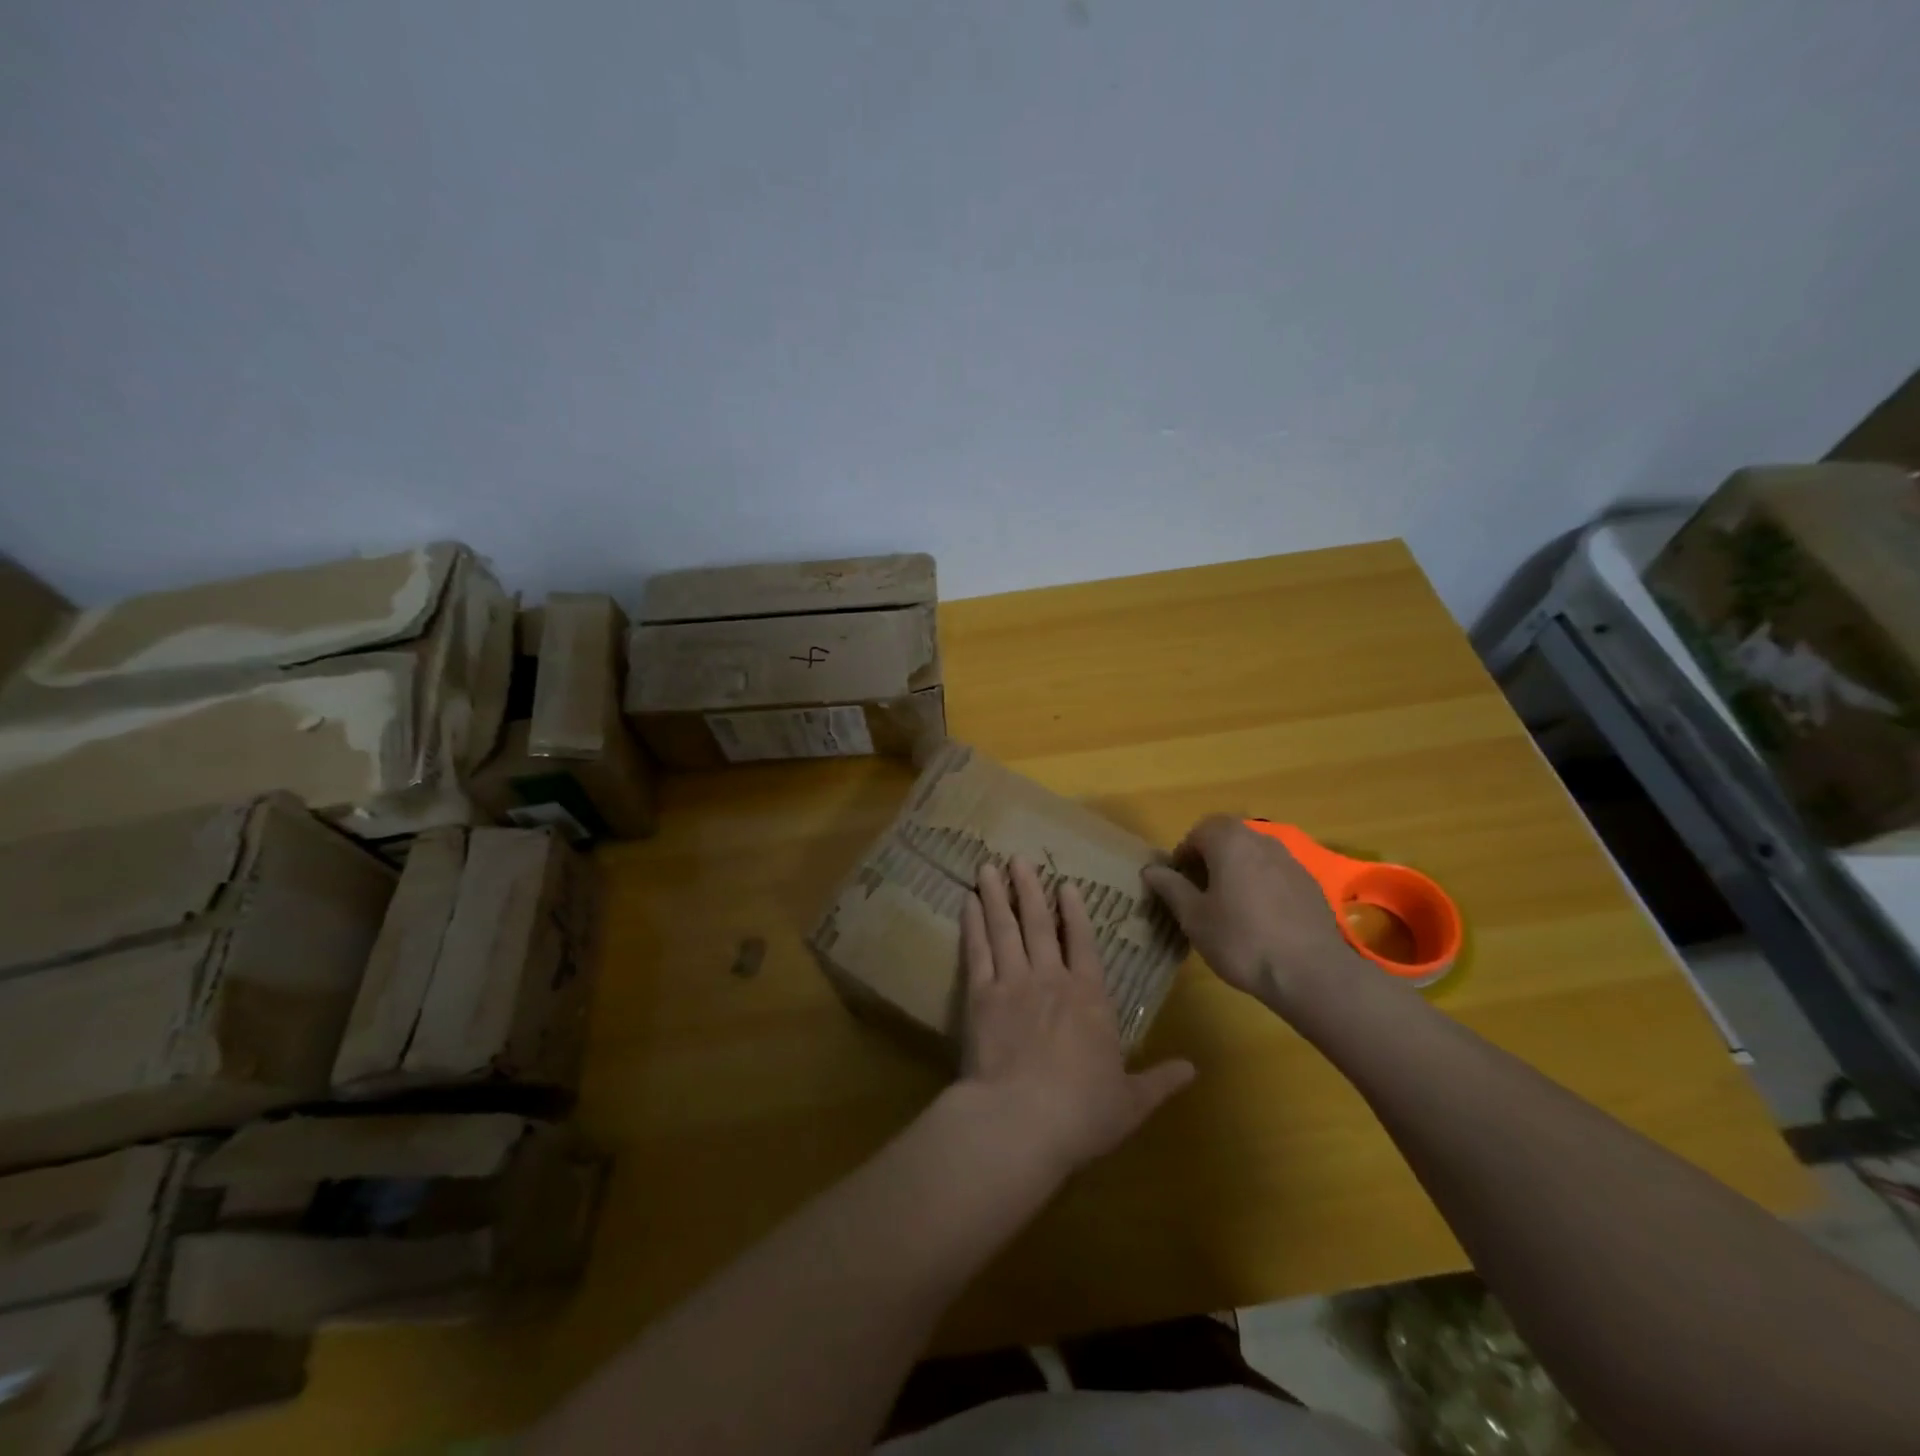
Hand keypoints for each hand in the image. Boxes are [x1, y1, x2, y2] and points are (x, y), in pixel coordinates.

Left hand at [958, 857, 1194, 1177]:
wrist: (1021, 1120)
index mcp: (1090, 998)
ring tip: (988, 867)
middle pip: (1039, 924)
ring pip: (1005, 928)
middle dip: (1030, 889)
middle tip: (1018, 859)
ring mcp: (1013, 982)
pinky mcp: (980, 995)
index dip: (1074, 912)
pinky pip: (977, 950)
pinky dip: (972, 924)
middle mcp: (1051, 979)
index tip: (1065, 884)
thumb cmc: (1082, 1113)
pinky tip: (967, 903)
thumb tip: (1194, 1070)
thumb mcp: (1131, 1102)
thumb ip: (1160, 1080)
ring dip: (998, 895)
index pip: (1083, 943)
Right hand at [1141, 814, 1359, 1010]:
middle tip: (1201, 892)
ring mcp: (1291, 861)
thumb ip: (1171, 887)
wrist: (1310, 972)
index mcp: (1230, 841)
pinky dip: (1262, 885)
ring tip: (1230, 907)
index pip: (1199, 830)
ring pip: (1254, 855)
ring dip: (1237, 870)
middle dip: (1211, 858)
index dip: (1184, 853)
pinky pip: (1276, 873)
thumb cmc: (1240, 940)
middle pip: (1229, 837)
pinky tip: (1261, 919)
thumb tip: (1150, 870)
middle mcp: (1262, 840)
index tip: (1179, 882)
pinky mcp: (1310, 884)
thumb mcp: (1194, 917)